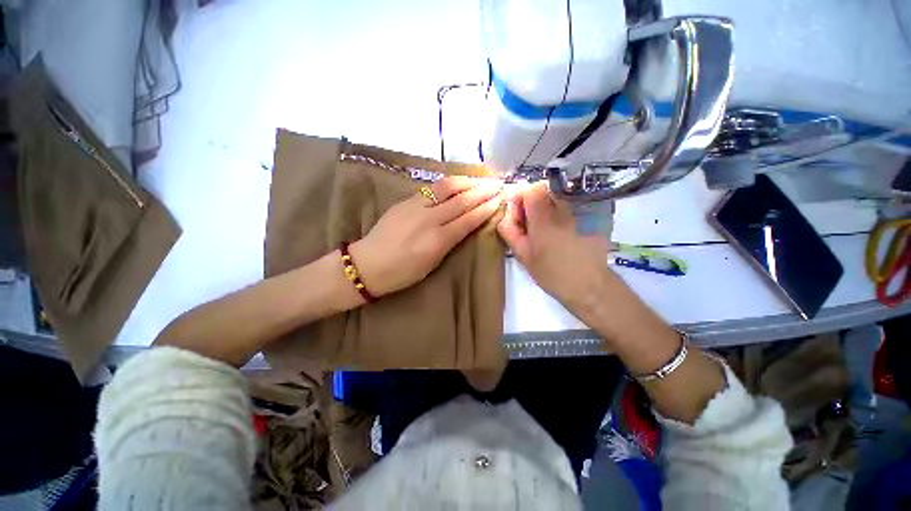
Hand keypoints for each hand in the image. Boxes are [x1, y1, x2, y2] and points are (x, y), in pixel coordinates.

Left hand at [350, 176, 503, 296]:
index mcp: (438, 240)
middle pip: (461, 200)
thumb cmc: (403, 272)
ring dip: (467, 181)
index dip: (485, 208)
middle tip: (497, 185)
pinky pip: (432, 188)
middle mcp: (429, 219)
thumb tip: (465, 225)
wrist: (369, 263)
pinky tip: (457, 182)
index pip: (468, 219)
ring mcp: (416, 206)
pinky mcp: (405, 200)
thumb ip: (450, 241)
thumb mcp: (432, 263)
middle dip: (482, 191)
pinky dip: (448, 184)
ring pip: (447, 188)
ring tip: (480, 179)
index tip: (499, 200)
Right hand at [497, 182, 610, 308]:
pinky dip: (562, 211)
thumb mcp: (524, 256)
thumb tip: (504, 215)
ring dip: (547, 205)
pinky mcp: (591, 216)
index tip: (519, 215)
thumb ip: (510, 232)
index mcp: (544, 219)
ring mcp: (580, 211)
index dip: (521, 198)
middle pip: (544, 190)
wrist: (590, 285)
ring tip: (547, 228)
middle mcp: (563, 209)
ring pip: (557, 195)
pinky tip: (564, 231)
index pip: (531, 190)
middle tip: (531, 223)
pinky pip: (571, 204)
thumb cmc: (552, 274)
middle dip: (533, 201)